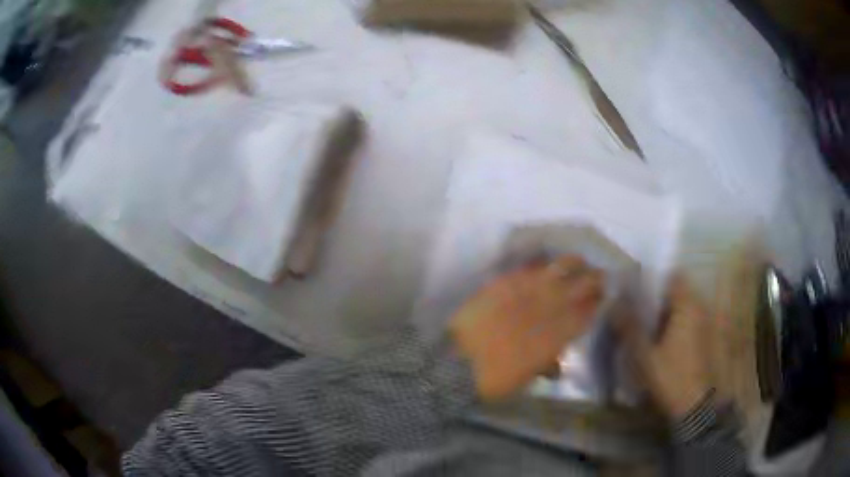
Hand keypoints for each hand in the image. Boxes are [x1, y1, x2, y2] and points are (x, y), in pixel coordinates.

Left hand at [450, 255, 604, 400]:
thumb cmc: (496, 378)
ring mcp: (529, 290)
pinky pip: (531, 267)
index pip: (588, 312)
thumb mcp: (527, 377)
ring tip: (580, 261)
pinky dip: (543, 264)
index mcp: (559, 333)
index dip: (598, 302)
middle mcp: (551, 306)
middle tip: (600, 276)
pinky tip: (547, 262)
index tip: (603, 296)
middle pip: (583, 284)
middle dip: (595, 279)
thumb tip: (556, 367)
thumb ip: (546, 365)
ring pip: (562, 266)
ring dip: (575, 263)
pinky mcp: (507, 281)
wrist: (459, 362)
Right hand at [619, 276, 713, 417]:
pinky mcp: (703, 338)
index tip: (635, 291)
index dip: (653, 280)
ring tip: (644, 327)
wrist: (694, 405)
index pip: (672, 277)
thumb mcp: (644, 355)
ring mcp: (703, 323)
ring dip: (664, 313)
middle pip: (676, 292)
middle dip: (656, 299)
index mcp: (687, 305)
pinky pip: (687, 321)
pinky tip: (659, 342)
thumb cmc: (670, 376)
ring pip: (681, 308)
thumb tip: (613, 303)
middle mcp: (699, 308)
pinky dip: (673, 325)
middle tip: (635, 311)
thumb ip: (629, 327)